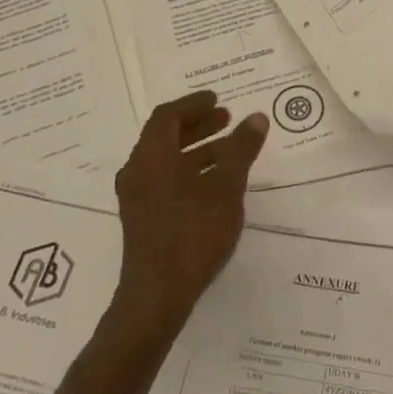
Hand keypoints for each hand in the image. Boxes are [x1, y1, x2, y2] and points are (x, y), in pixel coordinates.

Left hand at [111, 92, 269, 341]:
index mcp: (151, 156)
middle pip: (164, 137)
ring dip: (195, 150)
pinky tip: (214, 185)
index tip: (217, 99)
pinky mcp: (142, 219)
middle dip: (197, 125)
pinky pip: (164, 181)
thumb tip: (256, 117)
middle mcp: (137, 171)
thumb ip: (240, 150)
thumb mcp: (226, 187)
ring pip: (166, 161)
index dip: (193, 104)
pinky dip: (188, 172)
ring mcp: (136, 198)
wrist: (157, 294)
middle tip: (226, 119)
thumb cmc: (193, 233)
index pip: (167, 116)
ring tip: (229, 151)